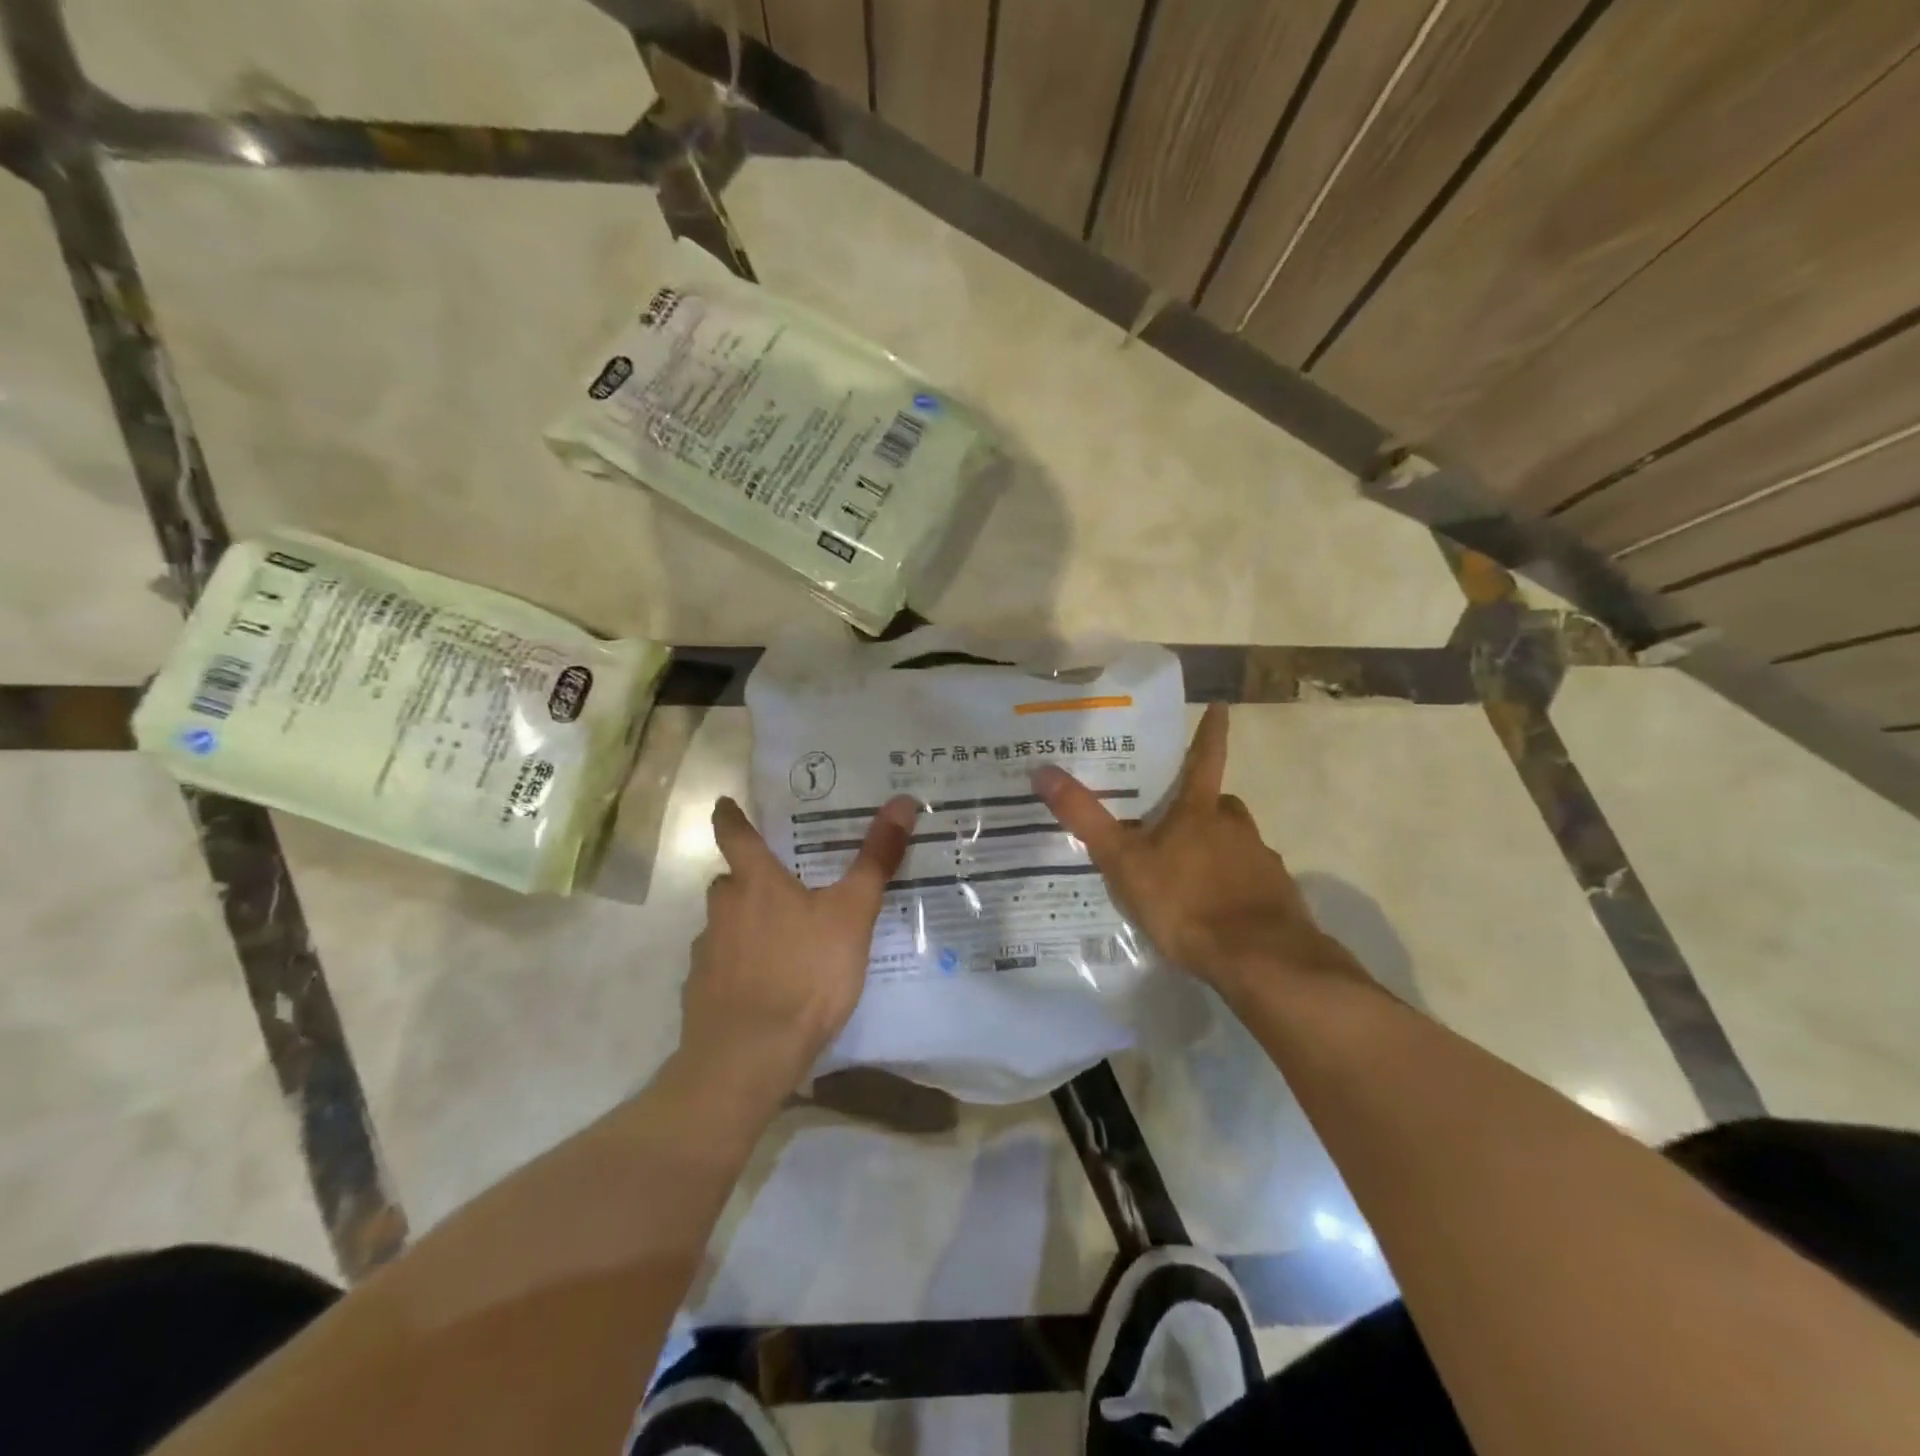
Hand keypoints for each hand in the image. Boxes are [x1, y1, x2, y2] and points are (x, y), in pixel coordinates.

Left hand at [680, 793, 920, 1110]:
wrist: (748, 1057)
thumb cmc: (804, 973)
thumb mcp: (852, 914)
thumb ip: (875, 860)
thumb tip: (902, 802)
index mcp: (756, 883)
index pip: (734, 834)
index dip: (729, 816)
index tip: (724, 803)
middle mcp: (724, 909)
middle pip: (730, 881)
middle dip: (751, 879)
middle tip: (783, 882)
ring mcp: (708, 953)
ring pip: (726, 925)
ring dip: (746, 924)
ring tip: (783, 941)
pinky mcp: (701, 993)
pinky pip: (722, 966)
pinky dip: (740, 966)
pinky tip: (765, 986)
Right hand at [1032, 703, 1363, 1001]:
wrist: (1258, 959)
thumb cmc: (1185, 902)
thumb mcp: (1123, 862)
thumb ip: (1084, 818)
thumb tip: (1042, 770)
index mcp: (1200, 812)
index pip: (1204, 759)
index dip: (1210, 732)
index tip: (1221, 706)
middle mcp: (1236, 827)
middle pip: (1220, 805)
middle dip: (1202, 808)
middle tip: (1175, 823)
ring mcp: (1261, 862)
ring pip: (1236, 843)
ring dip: (1217, 849)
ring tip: (1188, 877)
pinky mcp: (1277, 897)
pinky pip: (1250, 881)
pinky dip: (1233, 887)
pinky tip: (1216, 912)